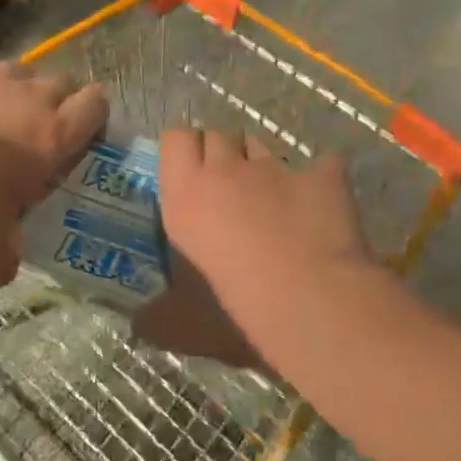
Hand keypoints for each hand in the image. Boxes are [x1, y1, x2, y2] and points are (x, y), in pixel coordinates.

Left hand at [0, 44, 106, 284]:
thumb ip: (5, 257)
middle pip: (60, 83)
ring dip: (7, 91)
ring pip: (15, 70)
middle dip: (51, 103)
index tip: (79, 132)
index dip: (93, 115)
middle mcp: (29, 96)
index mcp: (51, 137)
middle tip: (29, 133)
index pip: (95, 106)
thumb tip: (6, 272)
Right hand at [138, 129, 369, 363]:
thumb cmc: (234, 310)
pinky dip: (319, 179)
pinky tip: (322, 201)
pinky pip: (322, 164)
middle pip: (217, 135)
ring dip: (261, 163)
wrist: (311, 302)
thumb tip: (138, 326)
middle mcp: (226, 170)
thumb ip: (157, 315)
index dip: (184, 149)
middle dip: (221, 153)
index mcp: (185, 194)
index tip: (190, 172)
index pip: (175, 138)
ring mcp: (277, 169)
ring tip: (270, 195)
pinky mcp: (322, 176)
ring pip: (262, 144)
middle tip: (228, 188)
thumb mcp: (182, 321)